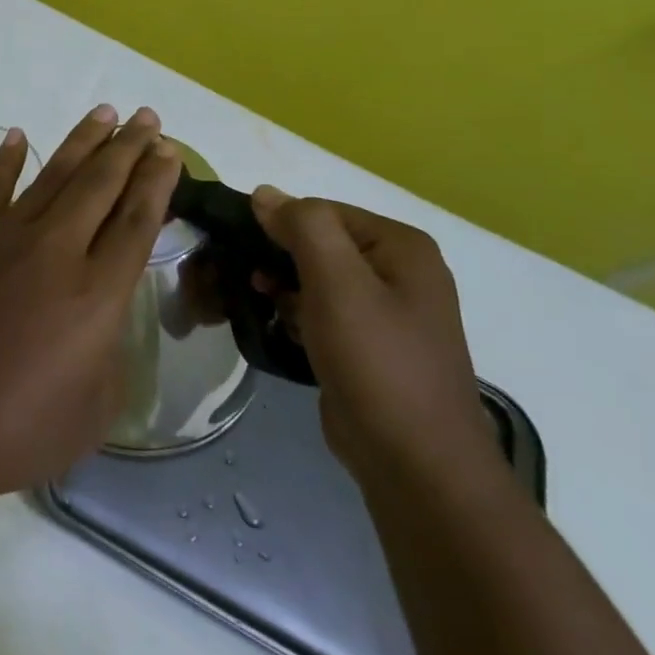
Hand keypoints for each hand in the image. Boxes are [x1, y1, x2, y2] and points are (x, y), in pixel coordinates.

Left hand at [0, 104, 180, 504]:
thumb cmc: (9, 431)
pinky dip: (7, 158)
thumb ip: (110, 358)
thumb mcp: (90, 415)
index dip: (157, 183)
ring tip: (105, 114)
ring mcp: (4, 237)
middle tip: (147, 118)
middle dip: (130, 148)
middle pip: (101, 185)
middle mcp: (56, 252)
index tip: (170, 151)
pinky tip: (19, 135)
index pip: (137, 222)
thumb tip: (104, 319)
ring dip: (83, 141)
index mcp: (96, 296)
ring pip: (54, 175)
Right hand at [251, 187, 501, 492]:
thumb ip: (303, 227)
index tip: (240, 249)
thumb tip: (265, 193)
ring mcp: (388, 311)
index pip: (322, 211)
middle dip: (277, 257)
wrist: (414, 461)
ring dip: (282, 286)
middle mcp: (400, 271)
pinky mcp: (370, 346)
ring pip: (317, 279)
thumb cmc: (376, 360)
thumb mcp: (337, 282)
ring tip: (255, 302)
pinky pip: (323, 312)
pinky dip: (297, 314)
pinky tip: (278, 328)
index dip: (277, 224)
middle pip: (319, 244)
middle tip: (244, 279)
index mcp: (401, 246)